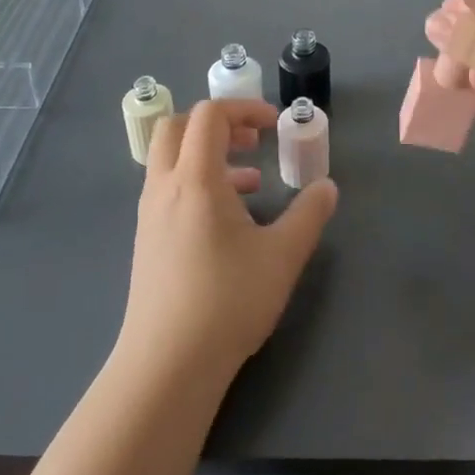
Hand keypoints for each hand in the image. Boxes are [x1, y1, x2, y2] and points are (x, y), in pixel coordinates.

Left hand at [117, 98, 337, 381]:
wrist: (167, 366)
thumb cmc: (227, 301)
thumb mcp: (282, 256)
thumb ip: (309, 214)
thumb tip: (327, 186)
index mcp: (195, 179)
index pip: (210, 115)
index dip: (244, 109)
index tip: (273, 126)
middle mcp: (164, 187)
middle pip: (177, 127)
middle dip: (217, 124)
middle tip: (252, 141)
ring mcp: (150, 215)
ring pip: (171, 160)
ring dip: (208, 156)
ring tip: (251, 184)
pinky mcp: (147, 240)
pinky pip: (168, 189)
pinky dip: (197, 184)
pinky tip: (228, 222)